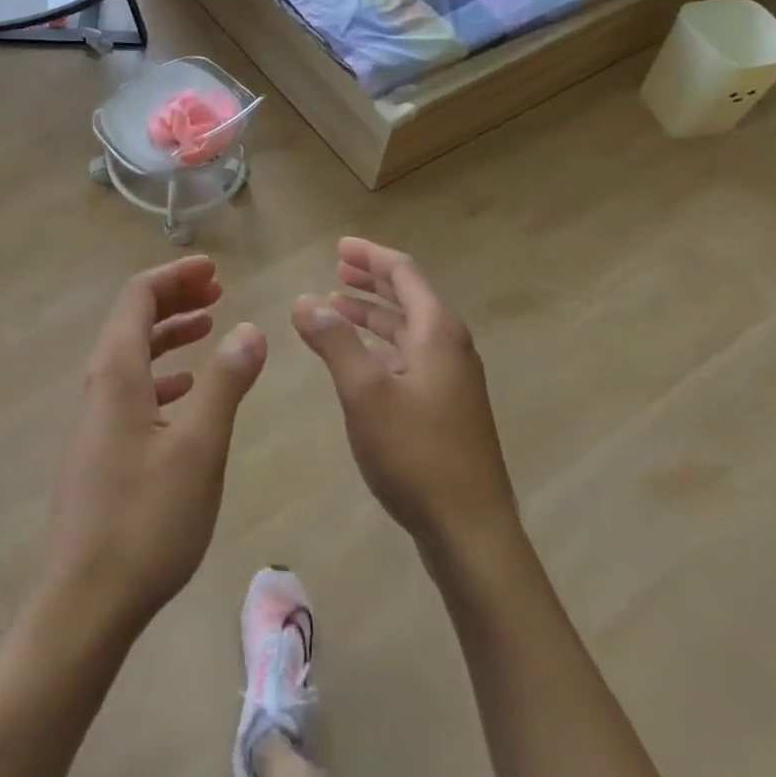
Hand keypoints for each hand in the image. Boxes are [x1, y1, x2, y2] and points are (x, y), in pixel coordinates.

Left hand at [44, 256, 266, 635]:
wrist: (85, 601)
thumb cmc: (147, 519)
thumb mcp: (200, 446)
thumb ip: (225, 382)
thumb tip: (250, 329)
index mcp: (116, 371)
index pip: (138, 296)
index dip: (176, 275)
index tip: (214, 271)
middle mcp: (98, 384)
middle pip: (133, 319)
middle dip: (175, 298)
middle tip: (218, 291)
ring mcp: (94, 418)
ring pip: (132, 353)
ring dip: (169, 333)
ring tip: (209, 327)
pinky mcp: (98, 448)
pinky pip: (130, 387)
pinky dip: (161, 373)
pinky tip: (186, 390)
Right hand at [292, 237, 516, 557]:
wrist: (470, 530)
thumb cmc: (416, 453)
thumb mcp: (365, 392)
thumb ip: (334, 342)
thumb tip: (304, 301)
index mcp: (437, 331)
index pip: (403, 273)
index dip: (370, 255)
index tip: (339, 246)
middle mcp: (449, 346)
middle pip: (407, 297)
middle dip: (370, 280)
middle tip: (335, 268)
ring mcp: (451, 379)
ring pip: (407, 329)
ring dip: (372, 314)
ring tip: (335, 307)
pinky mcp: (446, 407)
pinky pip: (409, 356)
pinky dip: (380, 345)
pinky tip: (358, 357)